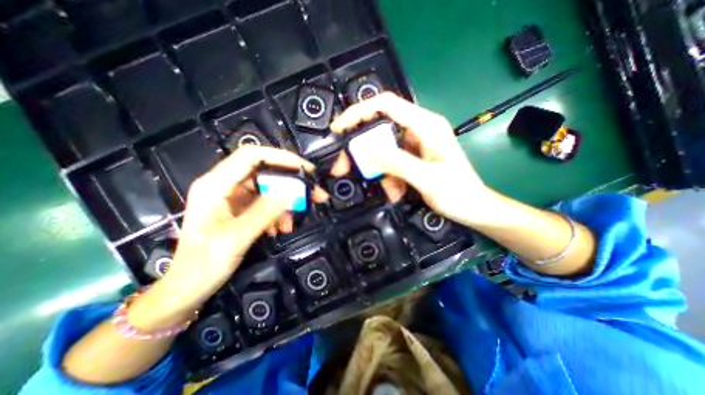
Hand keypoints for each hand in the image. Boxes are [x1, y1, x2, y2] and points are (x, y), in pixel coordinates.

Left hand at [128, 146, 327, 327]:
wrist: (189, 287)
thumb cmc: (203, 265)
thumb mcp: (236, 238)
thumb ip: (264, 212)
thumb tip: (291, 193)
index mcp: (215, 185)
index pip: (252, 156)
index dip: (281, 157)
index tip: (305, 169)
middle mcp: (225, 186)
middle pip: (265, 171)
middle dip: (291, 181)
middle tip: (313, 193)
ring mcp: (234, 197)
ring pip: (269, 188)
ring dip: (286, 201)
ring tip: (293, 220)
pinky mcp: (241, 208)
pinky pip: (267, 203)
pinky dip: (279, 212)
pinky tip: (282, 227)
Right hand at [329, 92, 490, 226]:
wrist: (474, 209)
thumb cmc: (458, 193)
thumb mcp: (426, 177)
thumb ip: (395, 162)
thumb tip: (364, 151)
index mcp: (426, 125)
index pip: (386, 105)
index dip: (359, 111)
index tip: (339, 128)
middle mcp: (418, 130)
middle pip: (379, 129)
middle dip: (363, 150)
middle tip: (346, 166)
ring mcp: (414, 145)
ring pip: (382, 151)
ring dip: (379, 171)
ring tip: (391, 190)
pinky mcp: (411, 158)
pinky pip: (390, 164)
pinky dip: (388, 178)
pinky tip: (396, 191)